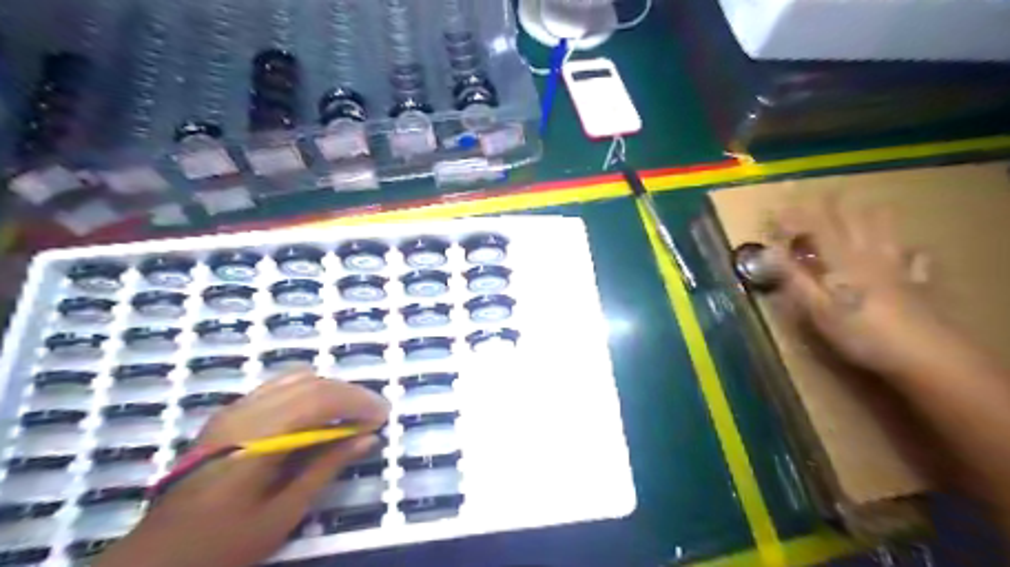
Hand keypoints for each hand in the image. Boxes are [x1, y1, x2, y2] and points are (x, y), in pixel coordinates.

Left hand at [95, 369, 390, 566]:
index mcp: (255, 438)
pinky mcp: (229, 414)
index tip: (382, 417)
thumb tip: (367, 438)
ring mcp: (233, 409)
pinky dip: (308, 392)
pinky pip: (278, 387)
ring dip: (330, 390)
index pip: (318, 399)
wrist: (156, 559)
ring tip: (348, 415)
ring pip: (295, 378)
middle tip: (373, 415)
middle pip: (310, 383)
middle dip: (349, 394)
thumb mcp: (282, 513)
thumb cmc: (221, 545)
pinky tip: (316, 415)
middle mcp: (244, 413)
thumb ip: (326, 467)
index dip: (356, 402)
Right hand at [772, 198, 951, 377]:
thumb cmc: (860, 332)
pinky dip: (910, 251)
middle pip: (852, 221)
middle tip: (820, 196)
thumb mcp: (817, 308)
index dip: (796, 217)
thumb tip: (768, 252)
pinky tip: (912, 251)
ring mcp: (896, 267)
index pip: (817, 228)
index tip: (776, 210)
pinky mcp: (916, 284)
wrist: (923, 354)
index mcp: (842, 261)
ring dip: (872, 216)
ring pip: (886, 231)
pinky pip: (916, 259)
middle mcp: (869, 255)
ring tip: (865, 208)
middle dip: (833, 206)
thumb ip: (794, 278)